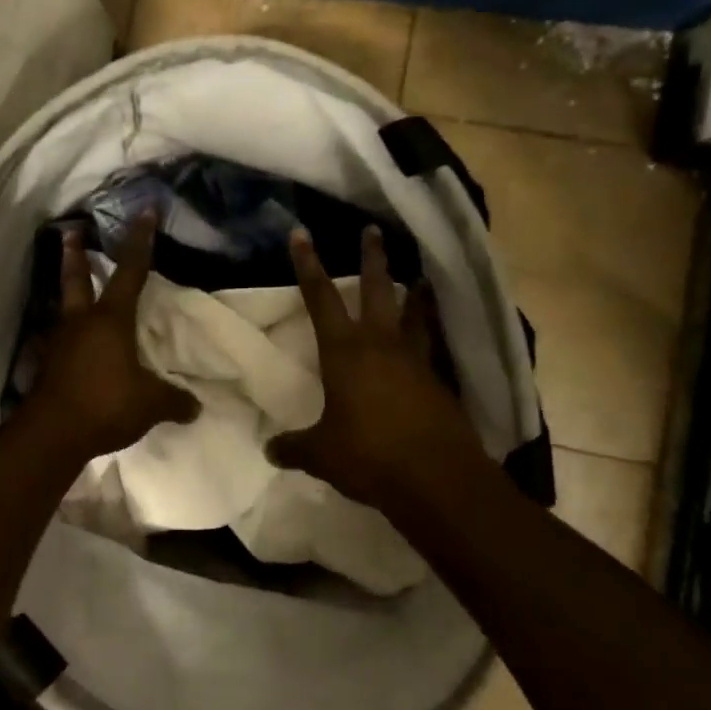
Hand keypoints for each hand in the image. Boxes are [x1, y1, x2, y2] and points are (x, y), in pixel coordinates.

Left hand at [23, 212, 199, 461]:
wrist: (53, 433)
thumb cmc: (106, 403)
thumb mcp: (151, 403)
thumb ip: (175, 401)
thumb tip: (196, 407)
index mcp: (111, 319)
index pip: (130, 271)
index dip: (140, 241)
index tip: (144, 212)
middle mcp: (81, 322)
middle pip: (76, 278)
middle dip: (75, 254)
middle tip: (71, 231)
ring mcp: (59, 343)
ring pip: (62, 308)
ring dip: (66, 295)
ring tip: (70, 292)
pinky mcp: (46, 366)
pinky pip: (55, 343)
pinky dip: (60, 338)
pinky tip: (63, 347)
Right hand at [267, 225, 483, 513]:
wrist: (437, 478)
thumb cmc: (370, 455)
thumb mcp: (322, 454)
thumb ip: (295, 447)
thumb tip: (270, 450)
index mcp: (345, 352)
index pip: (321, 298)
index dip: (308, 265)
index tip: (301, 233)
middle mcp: (381, 345)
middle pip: (377, 289)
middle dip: (372, 258)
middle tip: (373, 230)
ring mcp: (415, 361)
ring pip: (415, 313)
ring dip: (415, 293)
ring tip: (421, 277)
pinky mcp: (440, 382)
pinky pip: (432, 348)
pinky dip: (431, 335)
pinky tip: (432, 339)